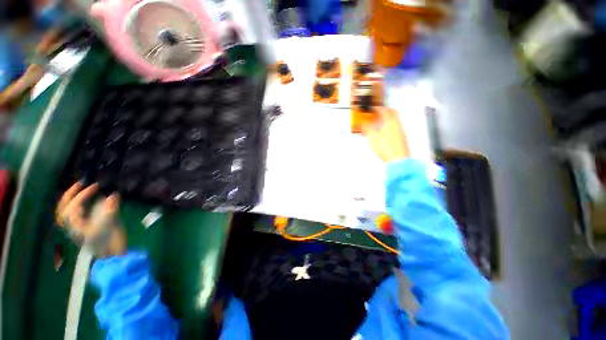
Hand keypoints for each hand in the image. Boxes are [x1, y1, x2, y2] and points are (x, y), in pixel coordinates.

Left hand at [56, 182, 125, 256]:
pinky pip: (75, 215)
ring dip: (71, 200)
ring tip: (80, 190)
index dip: (82, 194)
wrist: (113, 256)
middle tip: (81, 184)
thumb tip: (113, 195)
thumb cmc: (110, 242)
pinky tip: (87, 202)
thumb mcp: (111, 225)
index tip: (96, 186)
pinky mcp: (84, 229)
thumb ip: (111, 210)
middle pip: (63, 208)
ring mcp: (78, 227)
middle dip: (70, 195)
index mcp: (76, 226)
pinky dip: (77, 206)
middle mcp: (73, 226)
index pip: (73, 206)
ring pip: (66, 212)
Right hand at [362, 108, 410, 161]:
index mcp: (390, 122)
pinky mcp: (402, 138)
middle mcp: (397, 124)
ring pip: (395, 120)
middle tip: (379, 112)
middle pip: (393, 113)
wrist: (398, 160)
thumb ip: (367, 128)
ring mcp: (401, 131)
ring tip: (380, 121)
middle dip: (385, 111)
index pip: (384, 110)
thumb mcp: (372, 137)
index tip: (373, 108)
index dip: (377, 108)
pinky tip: (385, 132)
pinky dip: (390, 126)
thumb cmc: (387, 148)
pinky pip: (396, 127)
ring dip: (388, 118)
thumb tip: (363, 123)